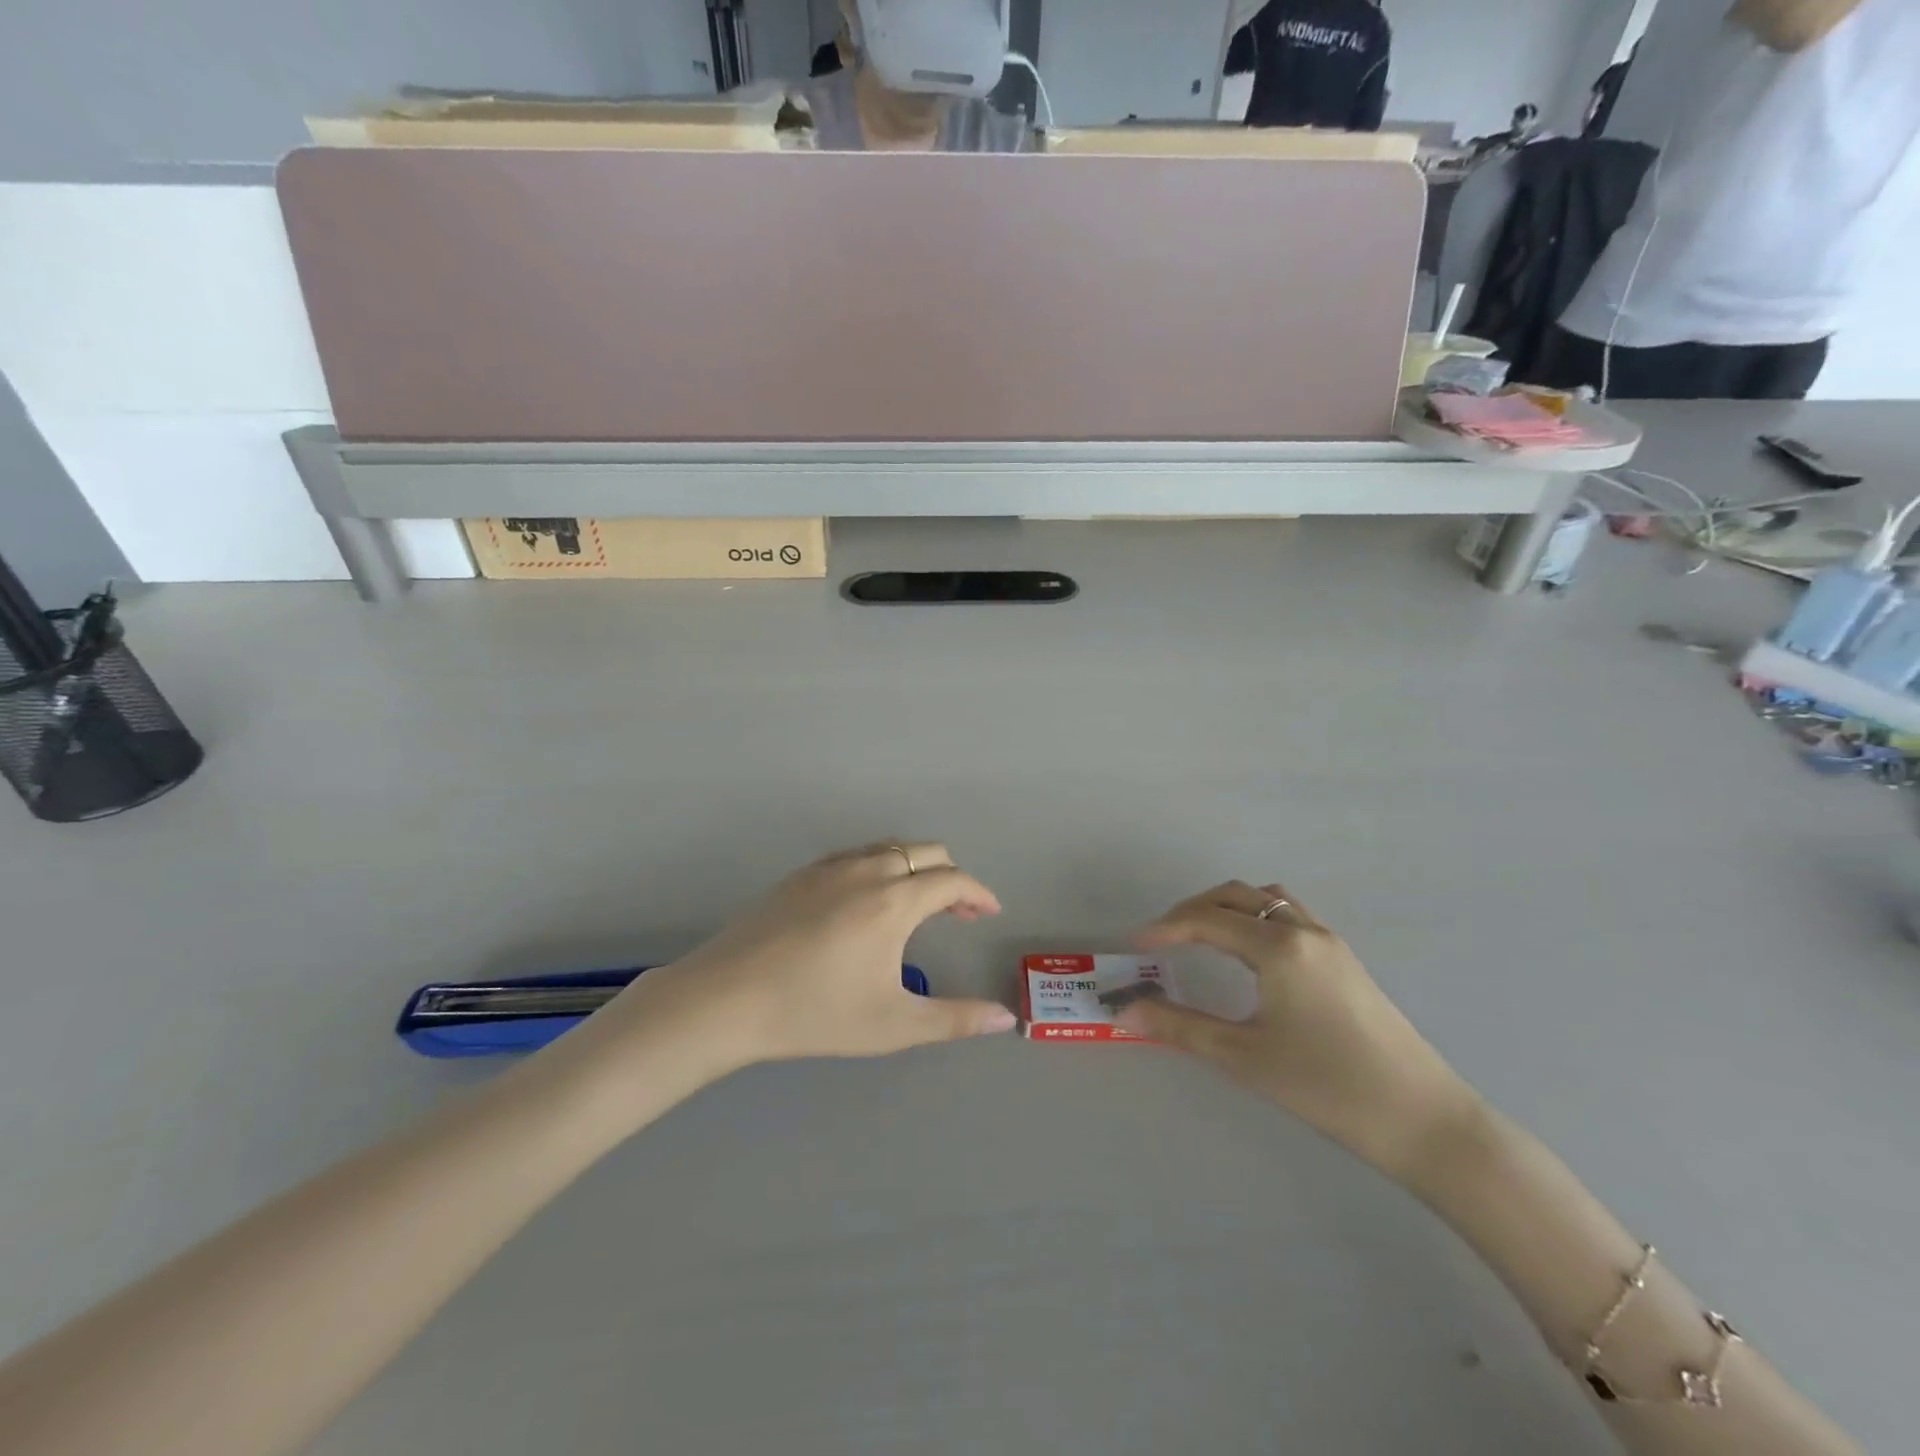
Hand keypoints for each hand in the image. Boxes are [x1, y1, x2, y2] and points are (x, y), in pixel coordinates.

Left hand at [578, 843, 1017, 1076]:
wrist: (726, 998)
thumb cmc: (815, 1012)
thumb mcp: (893, 1025)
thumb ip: (955, 1019)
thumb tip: (1007, 1018)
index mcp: (894, 900)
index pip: (952, 881)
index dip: (978, 894)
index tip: (989, 913)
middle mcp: (867, 870)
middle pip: (926, 852)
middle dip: (952, 876)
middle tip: (960, 913)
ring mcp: (830, 867)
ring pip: (890, 848)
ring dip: (917, 867)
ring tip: (919, 905)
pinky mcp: (802, 875)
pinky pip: (857, 854)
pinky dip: (882, 865)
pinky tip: (869, 901)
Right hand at [1115, 881, 1476, 1181]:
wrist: (1424, 1120)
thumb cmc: (1327, 1086)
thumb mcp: (1244, 1057)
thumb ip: (1180, 1027)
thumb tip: (1126, 1011)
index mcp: (1278, 946)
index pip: (1208, 920)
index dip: (1166, 928)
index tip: (1135, 946)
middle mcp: (1304, 930)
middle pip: (1237, 895)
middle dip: (1193, 910)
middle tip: (1163, 939)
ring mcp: (1330, 942)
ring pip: (1268, 899)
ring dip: (1228, 907)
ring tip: (1201, 937)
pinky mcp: (1345, 961)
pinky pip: (1290, 915)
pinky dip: (1257, 917)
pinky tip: (1249, 954)